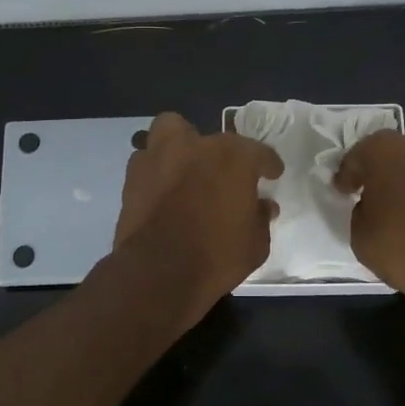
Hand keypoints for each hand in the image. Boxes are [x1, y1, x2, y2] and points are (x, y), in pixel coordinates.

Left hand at [113, 113, 283, 323]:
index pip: (259, 152)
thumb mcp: (255, 244)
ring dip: (179, 148)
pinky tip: (163, 191)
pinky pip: (148, 161)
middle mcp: (195, 146)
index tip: (272, 174)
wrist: (157, 273)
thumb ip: (260, 218)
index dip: (268, 164)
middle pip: (211, 138)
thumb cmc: (216, 256)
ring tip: (185, 172)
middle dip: (219, 153)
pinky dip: (157, 171)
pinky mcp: (132, 176)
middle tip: (221, 174)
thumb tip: (263, 206)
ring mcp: (159, 156)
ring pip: (169, 133)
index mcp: (233, 157)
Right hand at [334, 130, 404, 296]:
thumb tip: (374, 204)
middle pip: (394, 153)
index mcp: (385, 149)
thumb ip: (362, 210)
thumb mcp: (361, 235)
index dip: (348, 175)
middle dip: (384, 171)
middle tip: (376, 193)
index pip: (357, 157)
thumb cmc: (403, 247)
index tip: (344, 190)